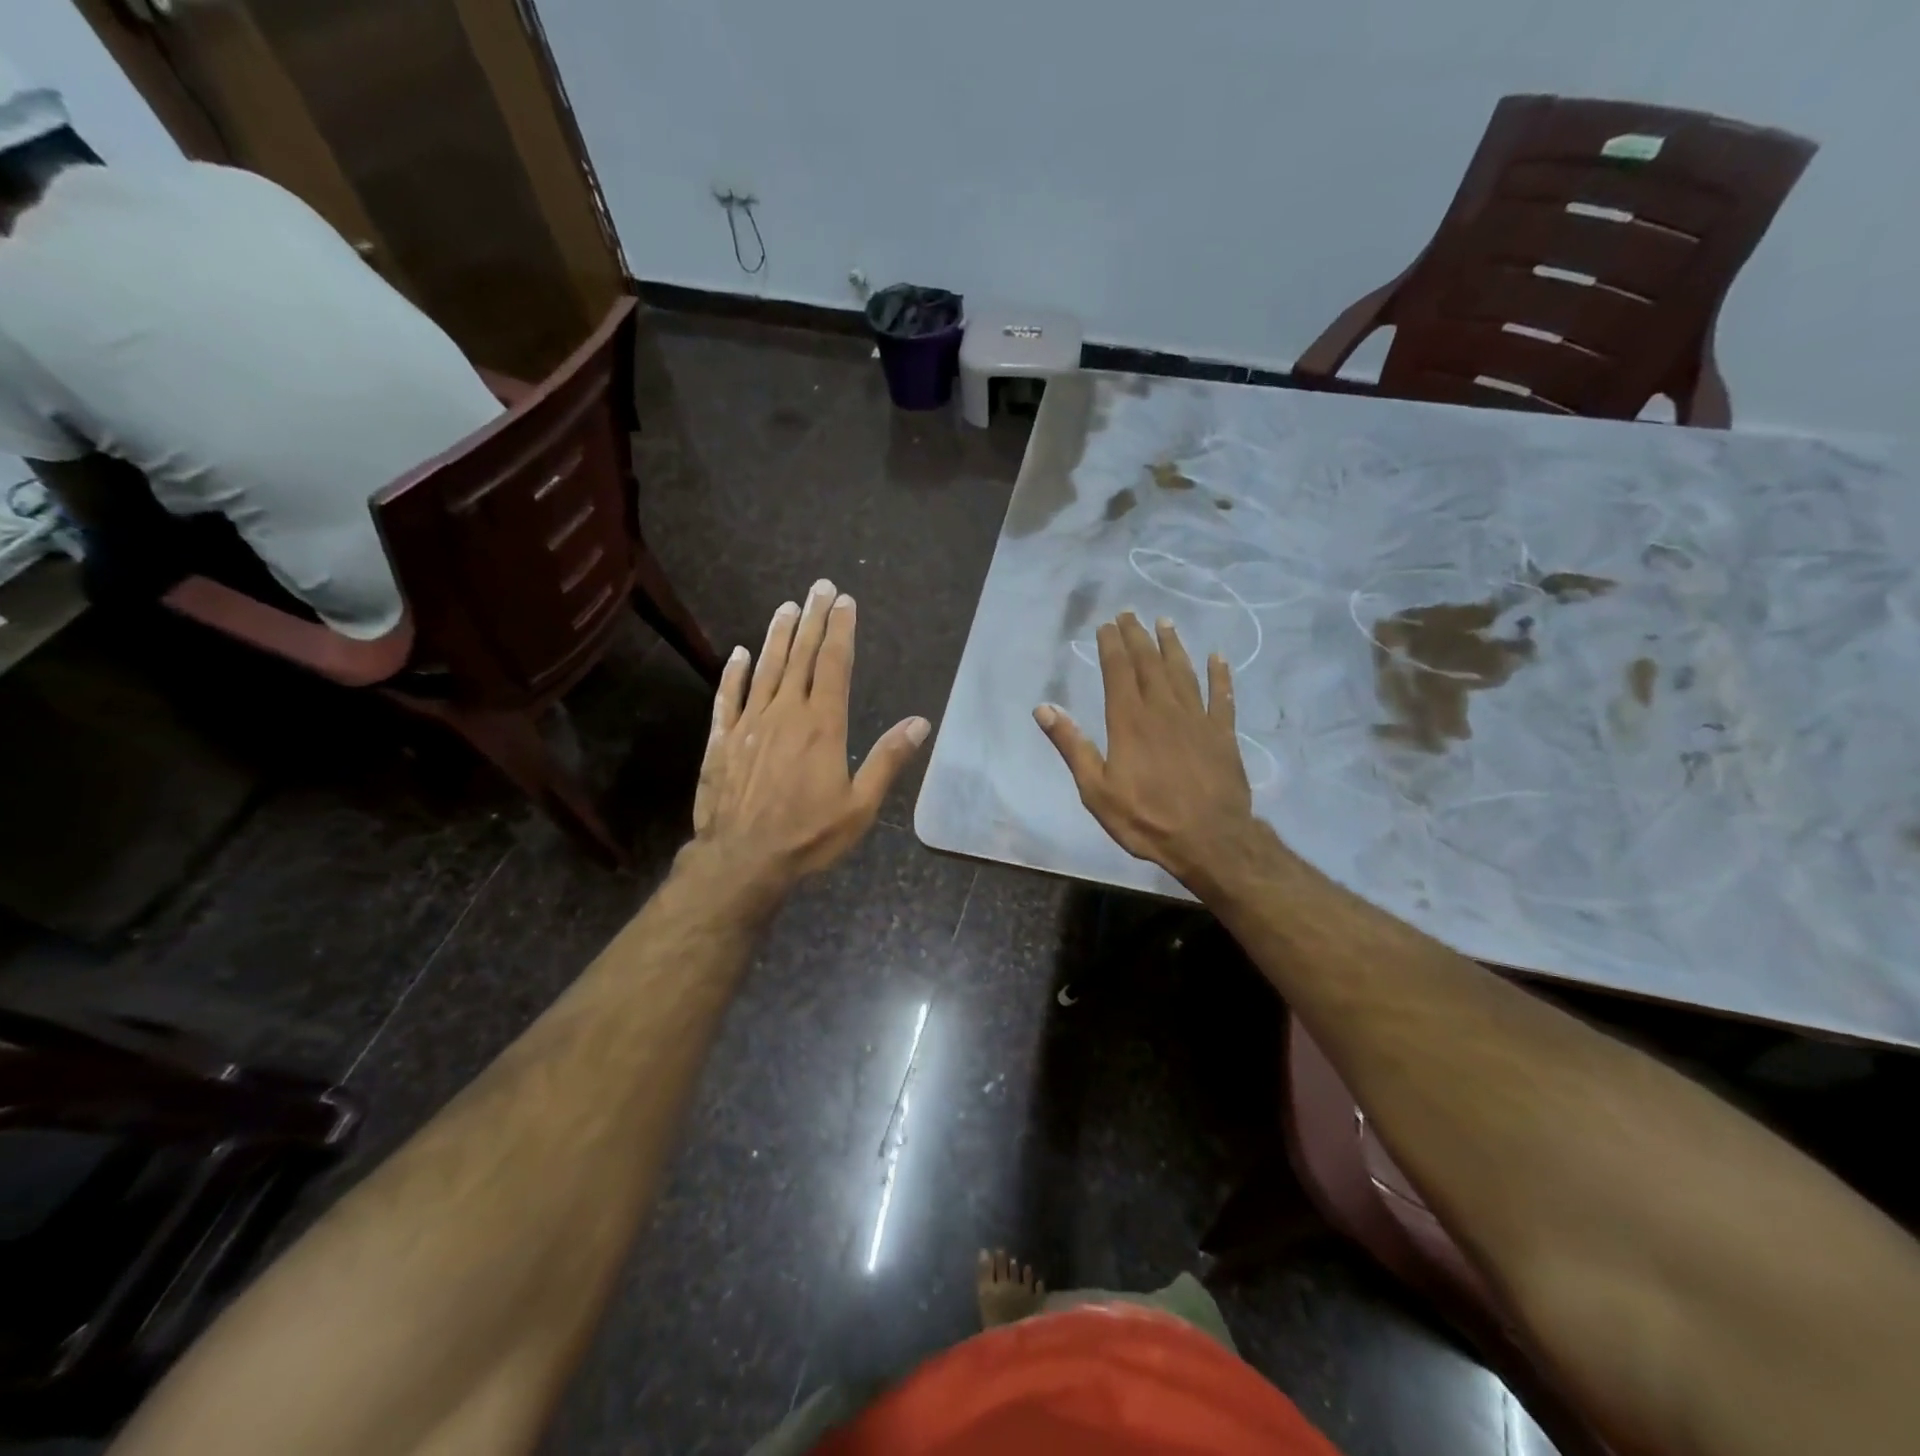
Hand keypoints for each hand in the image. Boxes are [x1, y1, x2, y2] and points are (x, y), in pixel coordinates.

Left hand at [691, 579, 929, 898]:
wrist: (742, 860)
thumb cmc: (809, 835)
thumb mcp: (860, 805)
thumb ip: (888, 760)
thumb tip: (920, 722)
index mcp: (822, 725)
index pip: (834, 665)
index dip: (841, 630)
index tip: (845, 602)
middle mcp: (785, 712)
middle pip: (801, 656)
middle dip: (813, 619)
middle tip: (820, 587)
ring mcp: (750, 723)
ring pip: (766, 668)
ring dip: (778, 635)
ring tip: (787, 606)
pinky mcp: (722, 740)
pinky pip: (728, 697)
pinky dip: (733, 673)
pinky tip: (739, 653)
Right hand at [1034, 612, 1257, 889]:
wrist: (1209, 840)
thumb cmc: (1145, 818)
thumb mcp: (1095, 789)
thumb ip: (1071, 746)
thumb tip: (1043, 708)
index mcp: (1129, 721)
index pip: (1118, 672)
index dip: (1111, 646)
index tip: (1106, 625)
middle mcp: (1163, 710)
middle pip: (1149, 664)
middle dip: (1137, 637)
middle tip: (1130, 613)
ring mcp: (1197, 719)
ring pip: (1184, 672)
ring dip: (1173, 645)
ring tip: (1165, 622)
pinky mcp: (1223, 734)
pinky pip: (1222, 696)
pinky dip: (1220, 675)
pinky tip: (1218, 657)